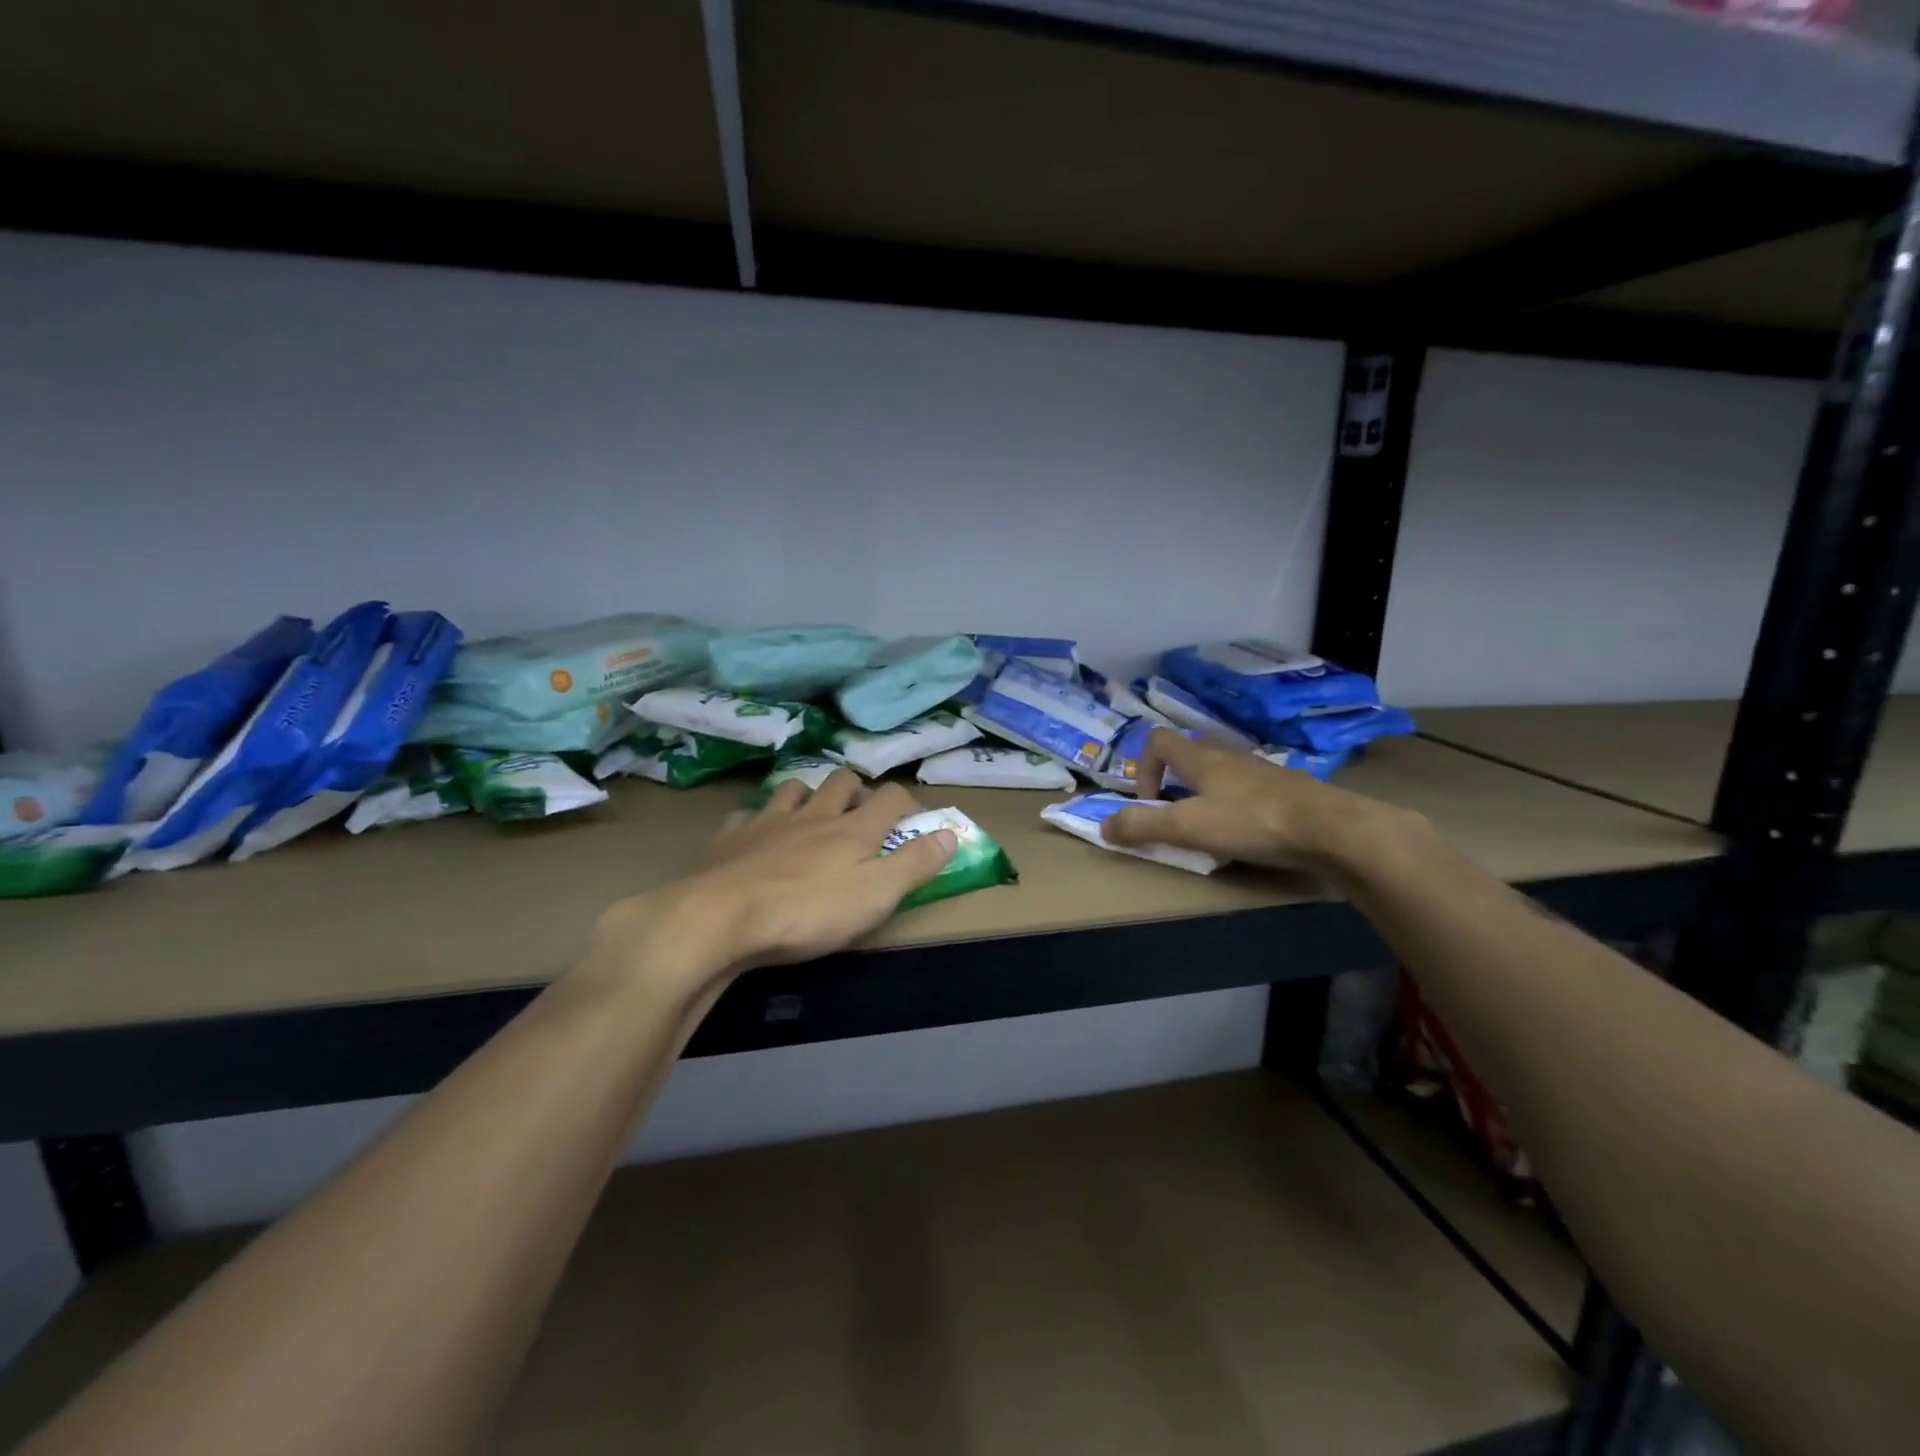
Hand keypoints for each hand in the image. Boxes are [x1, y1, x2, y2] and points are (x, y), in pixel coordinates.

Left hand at [593, 771, 955, 989]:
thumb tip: (951, 833)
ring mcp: (768, 821)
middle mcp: (814, 814)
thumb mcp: (876, 895)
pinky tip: (756, 834)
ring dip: (809, 794)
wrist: (719, 918)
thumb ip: (915, 863)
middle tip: (861, 813)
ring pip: (795, 787)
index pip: (890, 798)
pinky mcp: (730, 837)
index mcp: (853, 829)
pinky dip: (759, 819)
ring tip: (812, 813)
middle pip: (842, 781)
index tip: (913, 818)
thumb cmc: (808, 912)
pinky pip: (748, 814)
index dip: (907, 802)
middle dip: (857, 789)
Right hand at [1103, 728, 1399, 870]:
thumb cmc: (1252, 821)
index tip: (1148, 803)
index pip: (1158, 741)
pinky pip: (1247, 794)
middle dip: (1172, 788)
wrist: (1331, 829)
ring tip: (1209, 833)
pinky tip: (1246, 838)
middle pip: (1188, 759)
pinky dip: (1235, 811)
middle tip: (1174, 821)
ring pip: (1219, 777)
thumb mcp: (1187, 827)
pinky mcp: (1285, 792)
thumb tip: (1103, 827)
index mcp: (1200, 759)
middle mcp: (1228, 757)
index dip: (1142, 768)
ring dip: (1204, 800)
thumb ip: (1141, 826)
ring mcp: (1260, 773)